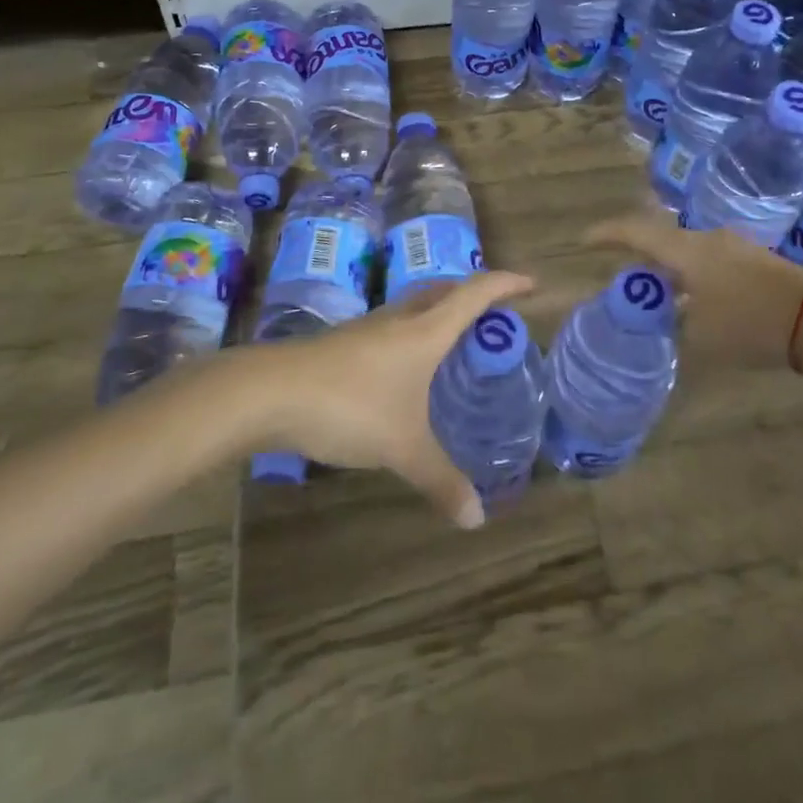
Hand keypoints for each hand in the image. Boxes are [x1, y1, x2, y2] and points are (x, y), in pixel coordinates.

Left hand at [248, 270, 535, 529]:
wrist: (270, 392)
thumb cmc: (350, 406)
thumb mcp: (402, 447)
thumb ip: (439, 480)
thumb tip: (476, 518)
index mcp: (425, 330)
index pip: (475, 294)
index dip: (506, 284)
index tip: (532, 284)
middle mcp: (400, 319)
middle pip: (445, 290)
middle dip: (473, 294)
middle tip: (495, 315)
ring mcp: (368, 327)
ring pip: (415, 306)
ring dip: (440, 311)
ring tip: (455, 340)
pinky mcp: (344, 342)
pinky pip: (393, 326)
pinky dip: (413, 333)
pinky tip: (406, 366)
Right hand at [585, 215, 802, 370]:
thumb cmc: (751, 323)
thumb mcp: (701, 335)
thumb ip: (673, 323)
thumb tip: (664, 317)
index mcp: (686, 250)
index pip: (635, 231)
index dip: (606, 233)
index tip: (583, 239)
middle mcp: (706, 239)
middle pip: (661, 239)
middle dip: (638, 256)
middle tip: (623, 277)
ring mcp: (733, 246)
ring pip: (687, 251)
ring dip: (668, 269)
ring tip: (658, 295)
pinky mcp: (754, 260)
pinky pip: (708, 261)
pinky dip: (692, 276)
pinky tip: (695, 301)